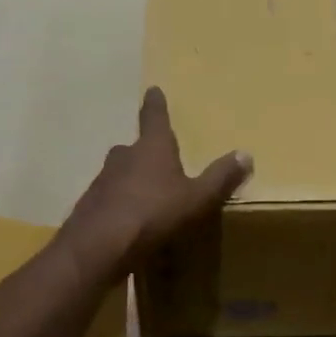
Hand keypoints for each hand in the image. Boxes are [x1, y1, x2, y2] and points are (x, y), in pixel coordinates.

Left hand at [61, 87, 251, 279]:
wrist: (98, 246)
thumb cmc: (153, 214)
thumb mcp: (197, 199)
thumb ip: (220, 178)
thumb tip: (245, 154)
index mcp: (152, 148)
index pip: (155, 117)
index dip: (155, 104)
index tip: (152, 90)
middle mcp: (124, 156)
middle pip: (135, 147)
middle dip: (146, 152)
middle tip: (158, 159)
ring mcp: (102, 180)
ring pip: (121, 173)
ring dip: (132, 180)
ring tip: (147, 196)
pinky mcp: (90, 205)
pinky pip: (110, 198)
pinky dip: (120, 204)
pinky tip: (129, 222)